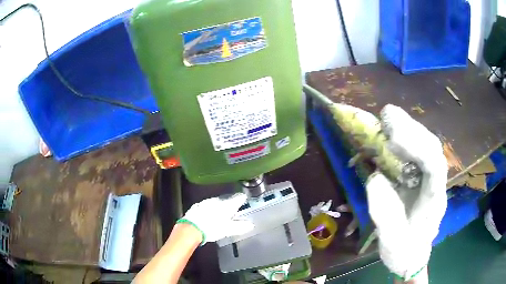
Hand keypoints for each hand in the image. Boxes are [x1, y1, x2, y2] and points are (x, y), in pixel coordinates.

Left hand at [178, 193, 253, 244]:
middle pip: (227, 199)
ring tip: (222, 213)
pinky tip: (209, 215)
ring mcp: (206, 202)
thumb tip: (250, 225)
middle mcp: (217, 200)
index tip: (244, 199)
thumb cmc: (212, 228)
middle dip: (230, 203)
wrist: (191, 228)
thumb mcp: (228, 229)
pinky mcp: (197, 206)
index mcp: (227, 204)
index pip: (238, 198)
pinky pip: (207, 205)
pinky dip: (210, 209)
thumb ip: (240, 227)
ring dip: (220, 206)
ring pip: (216, 202)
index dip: (242, 198)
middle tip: (234, 209)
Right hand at [365, 105, 446, 280]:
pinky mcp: (421, 176)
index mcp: (434, 200)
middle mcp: (436, 183)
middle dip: (411, 129)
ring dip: (408, 129)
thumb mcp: (393, 243)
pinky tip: (391, 135)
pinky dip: (405, 138)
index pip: (435, 166)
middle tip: (386, 116)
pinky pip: (417, 151)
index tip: (392, 138)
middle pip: (432, 147)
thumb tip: (375, 178)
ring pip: (426, 145)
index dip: (417, 147)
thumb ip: (386, 215)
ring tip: (387, 118)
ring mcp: (430, 178)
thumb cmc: (405, 252)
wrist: (412, 256)